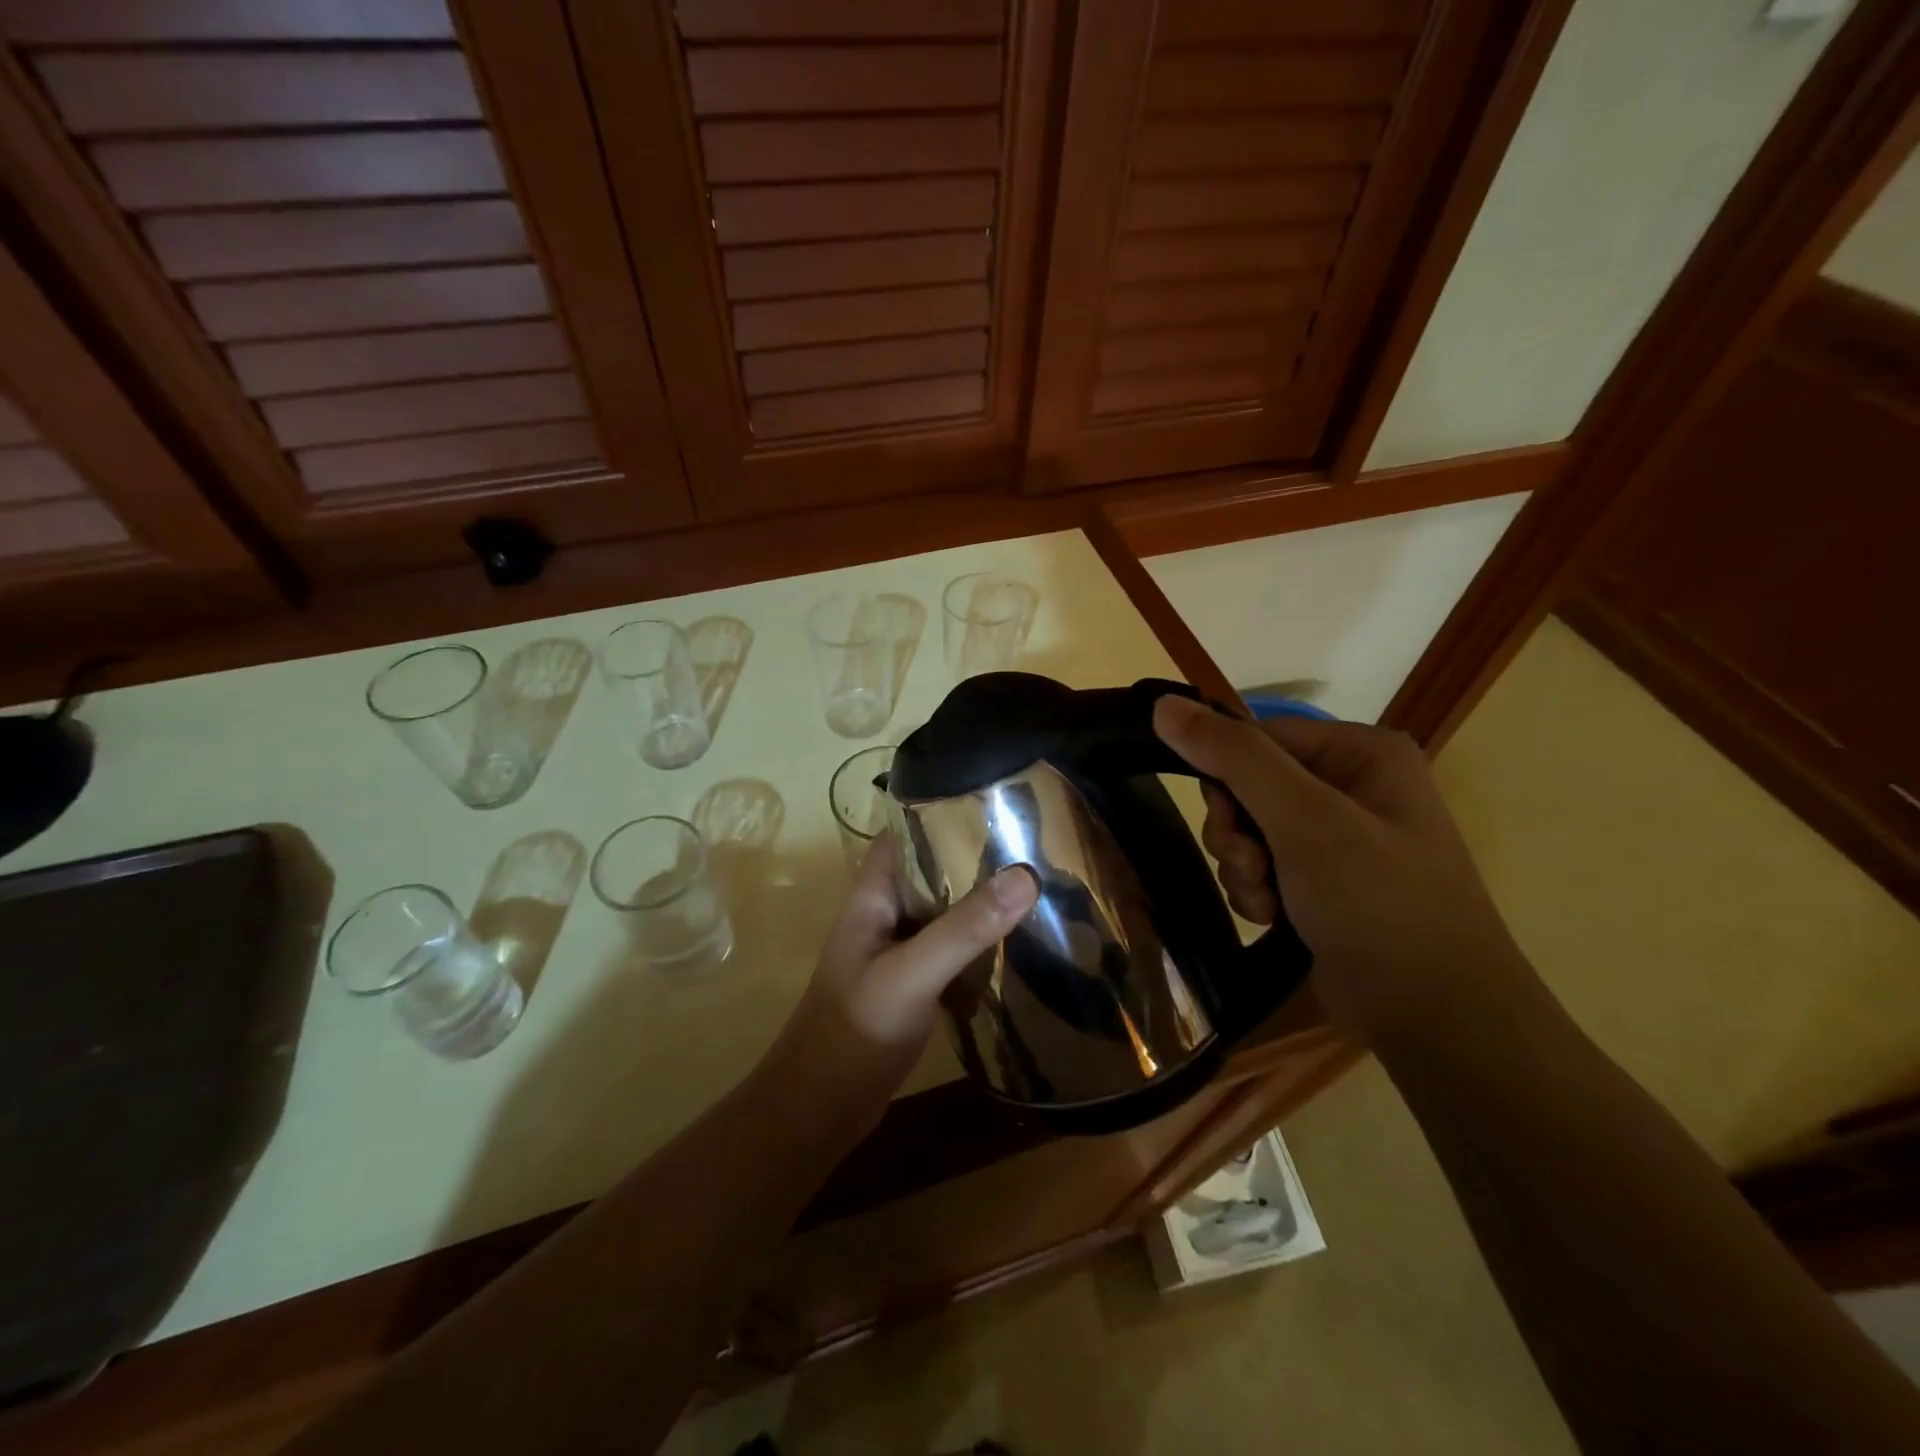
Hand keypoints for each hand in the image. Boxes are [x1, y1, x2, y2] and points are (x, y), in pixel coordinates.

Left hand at [759, 833, 1037, 1141]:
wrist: (821, 1107)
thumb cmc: (855, 1029)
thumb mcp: (912, 973)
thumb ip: (965, 928)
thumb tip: (1026, 876)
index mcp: (873, 895)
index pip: (905, 833)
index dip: (943, 811)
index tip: (996, 801)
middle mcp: (886, 913)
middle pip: (932, 870)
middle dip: (975, 856)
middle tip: (1034, 841)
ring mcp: (899, 949)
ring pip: (946, 909)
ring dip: (981, 899)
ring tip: (1038, 881)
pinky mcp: (914, 981)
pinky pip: (952, 946)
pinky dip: (980, 940)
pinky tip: (1019, 940)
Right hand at [1152, 697, 1536, 1046]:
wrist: (1437, 1021)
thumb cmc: (1379, 905)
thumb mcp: (1304, 821)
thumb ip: (1234, 758)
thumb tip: (1164, 706)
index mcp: (1360, 753)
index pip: (1257, 739)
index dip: (1228, 779)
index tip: (1228, 823)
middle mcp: (1350, 786)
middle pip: (1248, 786)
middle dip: (1237, 834)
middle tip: (1254, 868)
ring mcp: (1338, 838)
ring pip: (1248, 831)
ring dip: (1243, 868)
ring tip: (1268, 903)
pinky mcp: (1324, 883)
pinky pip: (1262, 867)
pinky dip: (1256, 892)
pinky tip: (1274, 918)